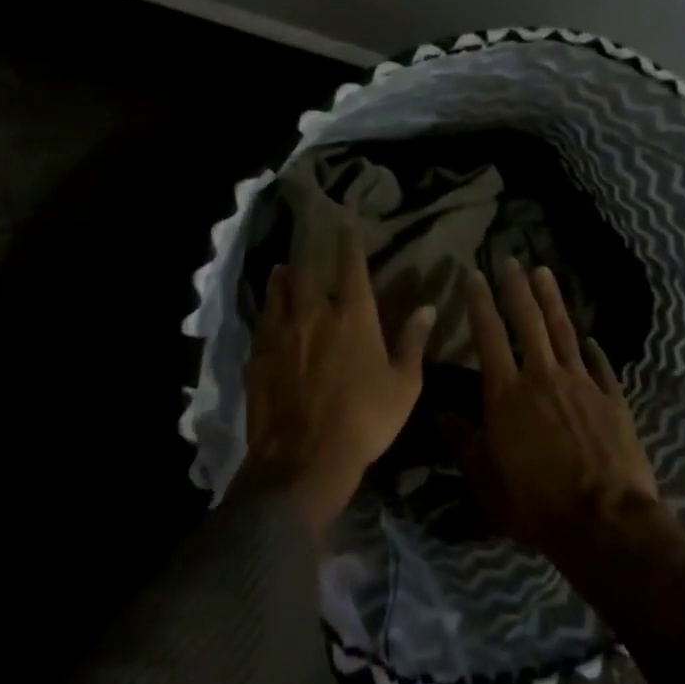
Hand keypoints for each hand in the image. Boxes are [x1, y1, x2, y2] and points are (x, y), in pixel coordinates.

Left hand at [231, 223, 435, 537]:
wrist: (304, 459)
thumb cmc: (365, 420)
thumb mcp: (404, 385)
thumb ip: (413, 342)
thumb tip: (427, 307)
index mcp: (353, 316)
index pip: (352, 267)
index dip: (349, 243)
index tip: (345, 224)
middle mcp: (313, 315)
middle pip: (306, 273)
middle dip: (308, 258)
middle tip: (307, 252)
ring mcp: (280, 335)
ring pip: (277, 293)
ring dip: (281, 279)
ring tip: (281, 272)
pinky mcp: (257, 357)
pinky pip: (261, 326)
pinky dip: (266, 317)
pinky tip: (267, 321)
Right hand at [448, 260, 664, 566]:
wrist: (605, 521)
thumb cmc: (535, 503)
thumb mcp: (486, 479)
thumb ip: (462, 442)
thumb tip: (438, 415)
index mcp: (506, 393)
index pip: (488, 335)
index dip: (480, 302)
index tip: (474, 274)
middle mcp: (542, 377)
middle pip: (528, 321)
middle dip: (517, 288)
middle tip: (511, 260)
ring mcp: (581, 384)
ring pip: (564, 331)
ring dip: (552, 300)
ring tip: (545, 273)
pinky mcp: (612, 400)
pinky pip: (600, 366)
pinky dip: (592, 349)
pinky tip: (590, 338)